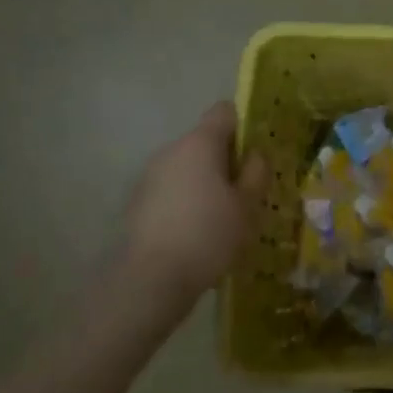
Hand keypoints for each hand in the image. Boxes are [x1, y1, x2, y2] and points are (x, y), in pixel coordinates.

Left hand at [118, 102, 268, 306]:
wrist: (149, 281)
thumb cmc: (207, 235)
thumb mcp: (247, 205)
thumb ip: (256, 173)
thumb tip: (254, 155)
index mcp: (200, 143)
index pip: (224, 112)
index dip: (243, 126)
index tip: (254, 155)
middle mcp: (171, 150)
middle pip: (205, 141)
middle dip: (225, 161)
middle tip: (243, 193)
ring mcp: (149, 176)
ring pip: (187, 167)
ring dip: (204, 182)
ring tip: (220, 218)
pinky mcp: (137, 202)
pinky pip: (171, 190)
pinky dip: (185, 202)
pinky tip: (195, 234)